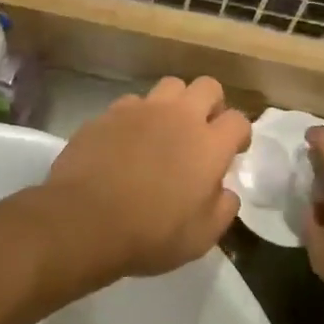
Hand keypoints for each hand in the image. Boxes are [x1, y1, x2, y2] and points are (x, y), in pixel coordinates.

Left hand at [45, 76, 249, 276]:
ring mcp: (140, 110)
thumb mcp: (201, 237)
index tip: (232, 151)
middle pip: (207, 86)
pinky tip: (127, 139)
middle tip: (202, 130)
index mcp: (209, 144)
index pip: (239, 121)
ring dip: (174, 104)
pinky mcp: (107, 113)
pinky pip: (131, 103)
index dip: (239, 135)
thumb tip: (225, 191)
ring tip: (164, 130)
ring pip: (169, 86)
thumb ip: (222, 208)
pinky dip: (136, 116)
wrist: (84, 220)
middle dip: (211, 104)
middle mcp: (179, 117)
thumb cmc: (150, 233)